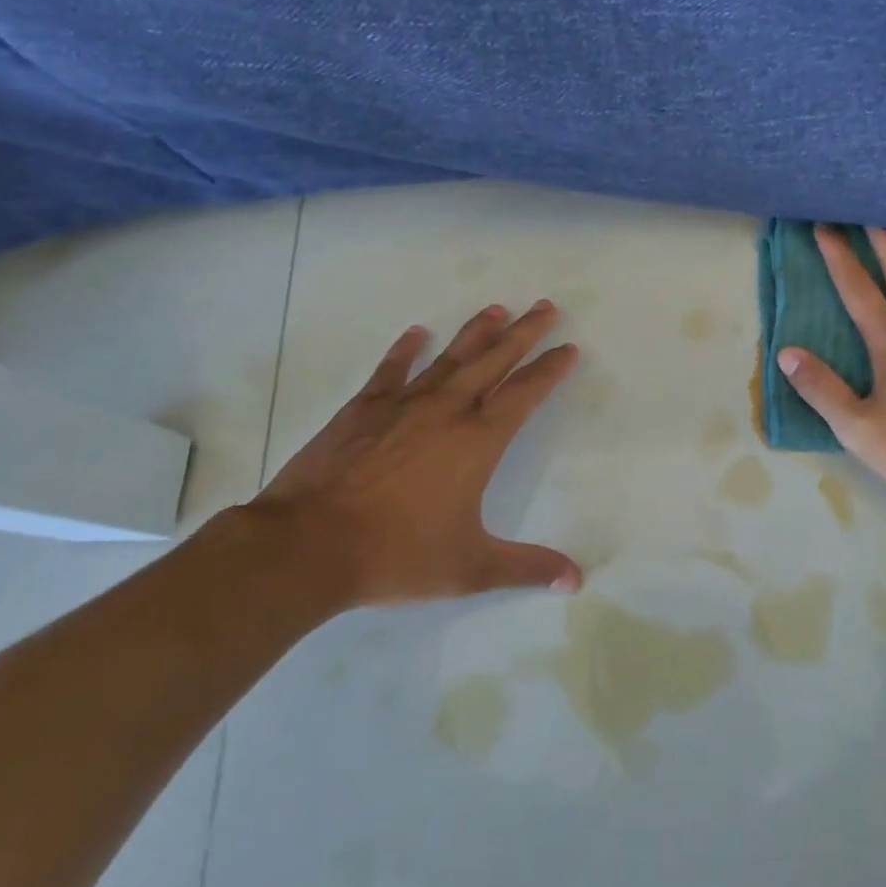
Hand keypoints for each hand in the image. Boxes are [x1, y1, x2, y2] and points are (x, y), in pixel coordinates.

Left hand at [226, 300, 583, 622]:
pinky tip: (416, 333)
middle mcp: (446, 410)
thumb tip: (576, 581)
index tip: (568, 348)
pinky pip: (391, 370)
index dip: (550, 369)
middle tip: (545, 306)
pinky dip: (405, 351)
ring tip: (497, 308)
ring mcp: (402, 404)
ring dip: (477, 332)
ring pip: (450, 358)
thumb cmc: (397, 555)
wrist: (309, 544)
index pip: (525, 393)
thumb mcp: (470, 568)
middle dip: (524, 332)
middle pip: (494, 360)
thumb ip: (526, 569)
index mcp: (478, 441)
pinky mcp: (363, 409)